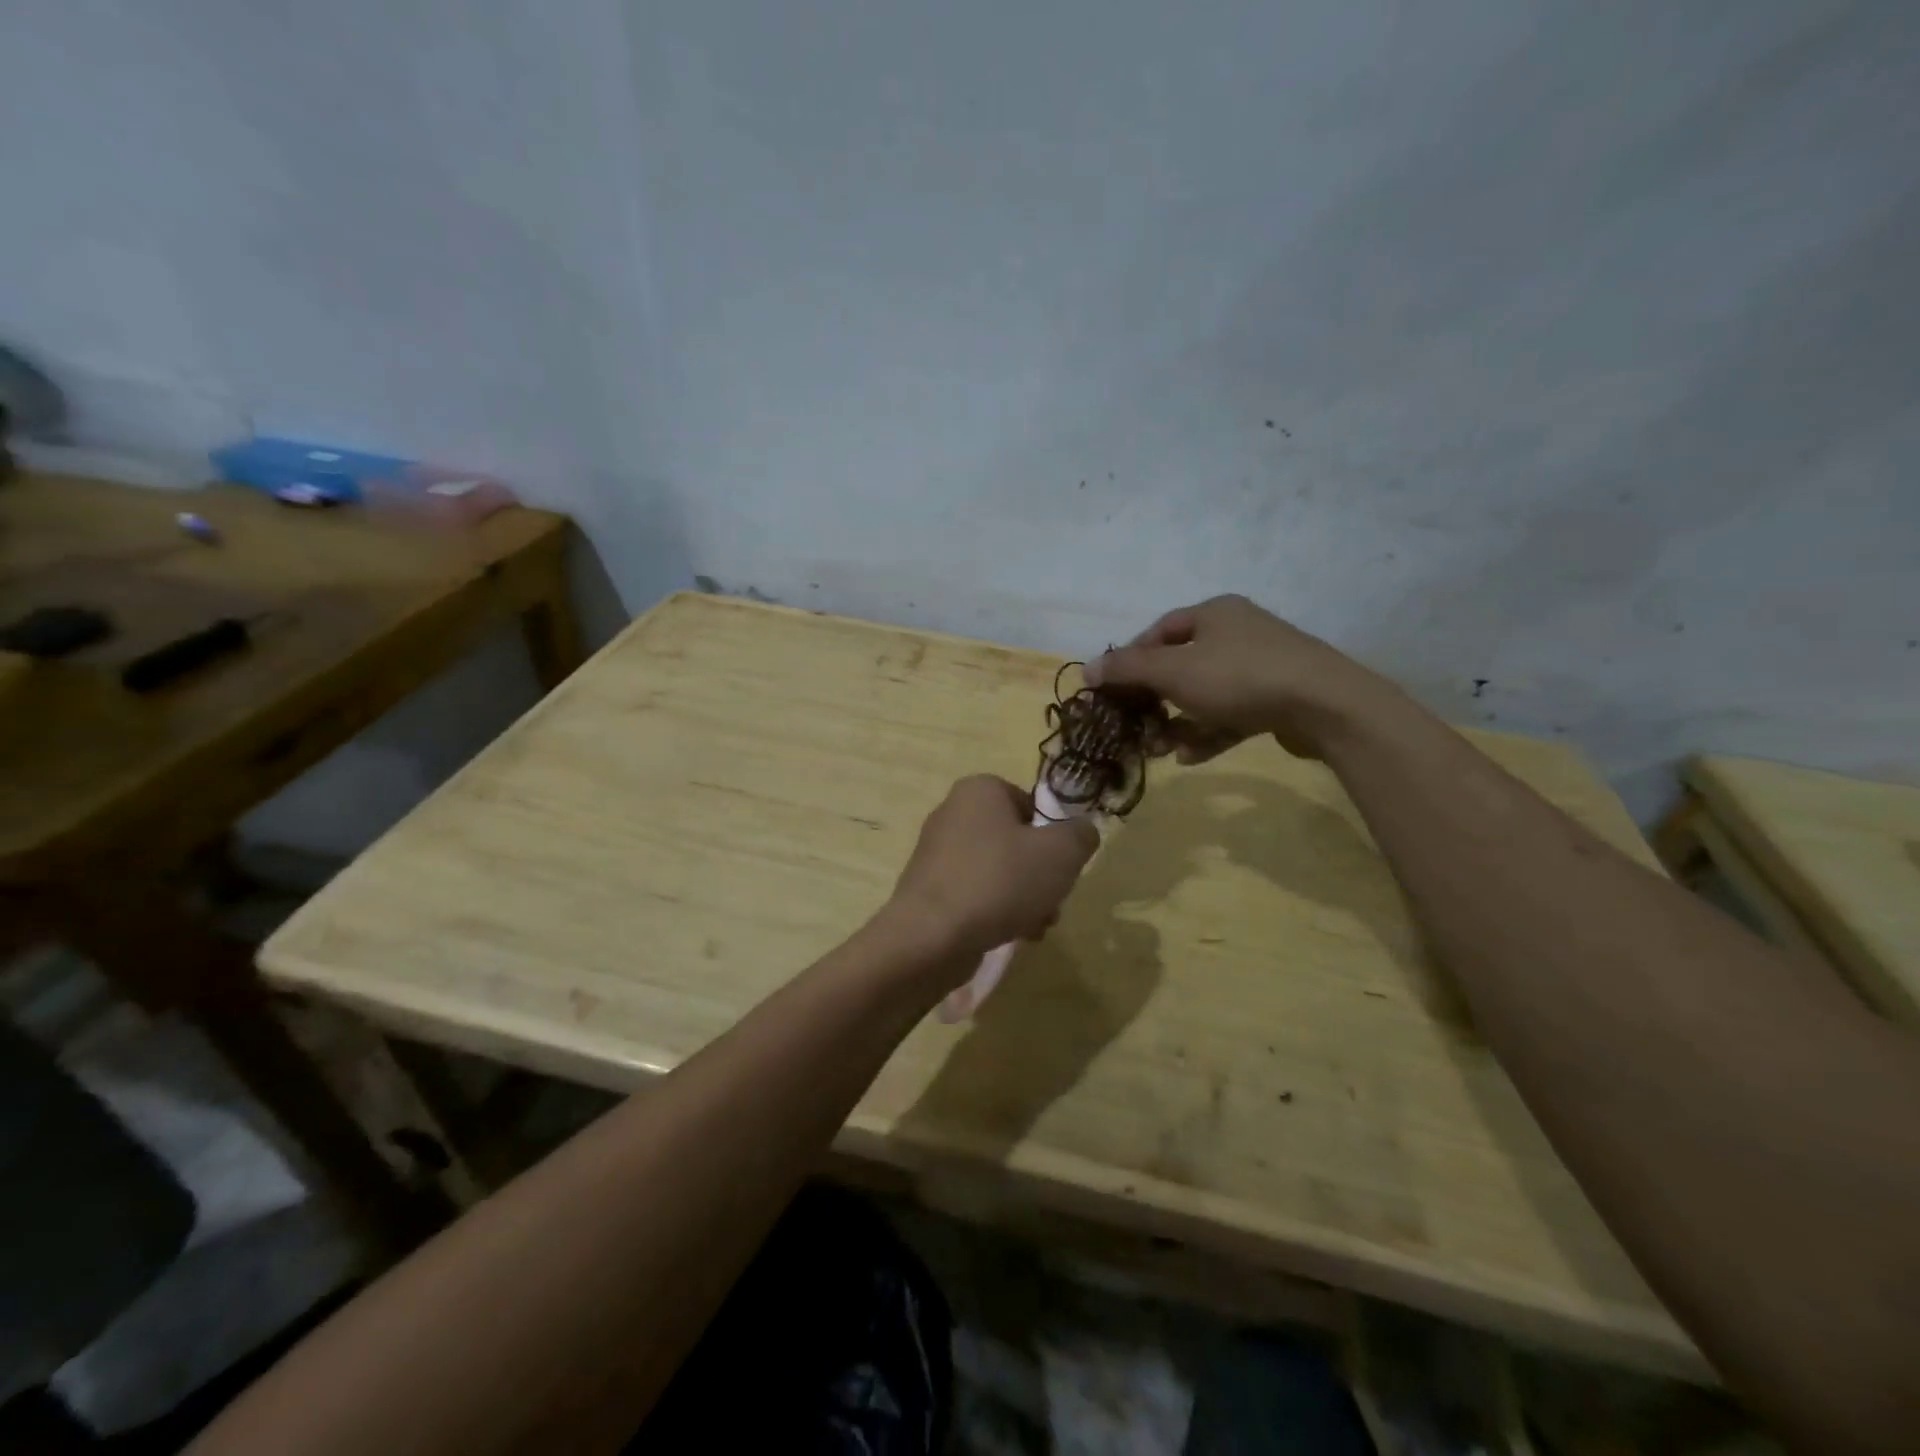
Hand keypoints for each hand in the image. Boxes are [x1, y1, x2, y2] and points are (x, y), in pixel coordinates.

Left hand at [884, 776, 1098, 967]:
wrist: (931, 935)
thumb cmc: (1000, 881)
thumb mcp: (1061, 853)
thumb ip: (1081, 836)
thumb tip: (1082, 832)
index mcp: (979, 790)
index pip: (1030, 803)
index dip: (1052, 836)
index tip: (1060, 865)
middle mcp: (953, 812)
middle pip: (1015, 841)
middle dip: (1040, 874)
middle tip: (1052, 900)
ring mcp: (937, 852)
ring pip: (998, 870)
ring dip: (1024, 897)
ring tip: (1036, 926)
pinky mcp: (929, 888)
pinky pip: (975, 892)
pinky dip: (995, 910)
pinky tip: (1011, 935)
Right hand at [1084, 595, 1395, 760]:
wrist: (1325, 705)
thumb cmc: (1240, 677)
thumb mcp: (1174, 671)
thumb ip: (1128, 669)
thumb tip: (1086, 669)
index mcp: (1213, 613)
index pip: (1158, 632)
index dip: (1130, 661)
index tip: (1111, 692)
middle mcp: (1237, 633)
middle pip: (1180, 666)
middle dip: (1153, 701)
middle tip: (1135, 728)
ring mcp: (1261, 667)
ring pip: (1204, 695)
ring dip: (1177, 723)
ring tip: (1159, 750)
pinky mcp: (1277, 699)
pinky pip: (1231, 714)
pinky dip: (1208, 733)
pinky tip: (1190, 758)